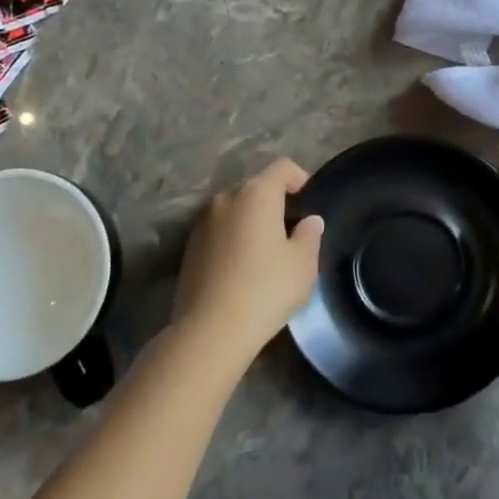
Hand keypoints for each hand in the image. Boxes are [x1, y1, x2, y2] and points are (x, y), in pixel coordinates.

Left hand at [173, 159, 323, 364]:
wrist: (210, 331)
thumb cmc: (265, 289)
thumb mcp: (303, 264)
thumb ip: (309, 236)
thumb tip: (309, 221)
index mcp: (257, 193)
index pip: (282, 167)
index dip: (299, 178)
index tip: (307, 201)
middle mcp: (226, 198)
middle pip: (255, 186)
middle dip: (273, 200)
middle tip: (289, 229)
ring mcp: (202, 222)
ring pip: (234, 208)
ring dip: (249, 219)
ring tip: (264, 250)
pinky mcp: (189, 246)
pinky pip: (218, 229)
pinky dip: (231, 237)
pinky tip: (240, 267)